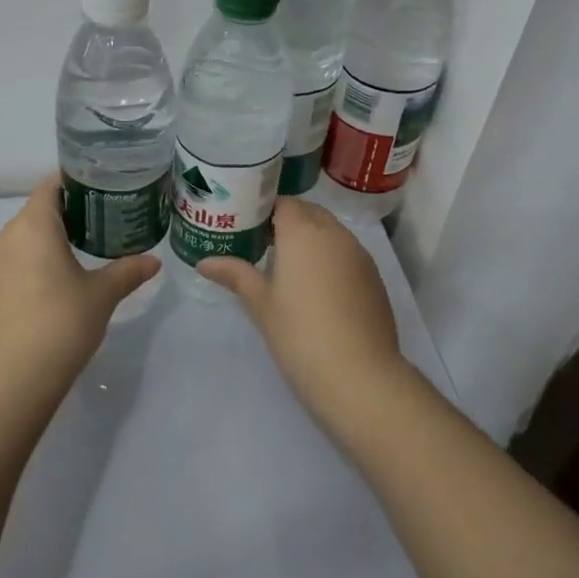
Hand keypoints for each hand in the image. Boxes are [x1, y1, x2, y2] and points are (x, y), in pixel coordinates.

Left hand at [0, 175, 159, 402]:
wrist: (11, 382)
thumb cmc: (61, 324)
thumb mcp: (102, 295)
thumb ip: (128, 271)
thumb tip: (154, 261)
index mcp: (33, 226)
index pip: (51, 186)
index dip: (76, 182)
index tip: (103, 188)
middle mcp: (6, 237)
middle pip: (38, 211)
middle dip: (69, 213)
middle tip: (104, 221)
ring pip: (24, 239)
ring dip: (50, 240)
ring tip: (84, 252)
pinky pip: (13, 263)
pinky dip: (34, 263)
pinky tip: (57, 284)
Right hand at [197, 198, 402, 422]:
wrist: (359, 375)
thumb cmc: (299, 333)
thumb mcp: (261, 304)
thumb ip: (235, 275)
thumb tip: (204, 262)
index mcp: (303, 232)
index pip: (283, 203)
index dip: (265, 210)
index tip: (247, 226)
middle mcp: (335, 234)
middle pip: (310, 212)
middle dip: (289, 221)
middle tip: (263, 245)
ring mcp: (360, 255)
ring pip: (332, 232)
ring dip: (312, 239)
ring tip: (289, 267)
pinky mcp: (374, 278)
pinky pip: (348, 254)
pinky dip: (331, 258)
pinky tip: (318, 289)